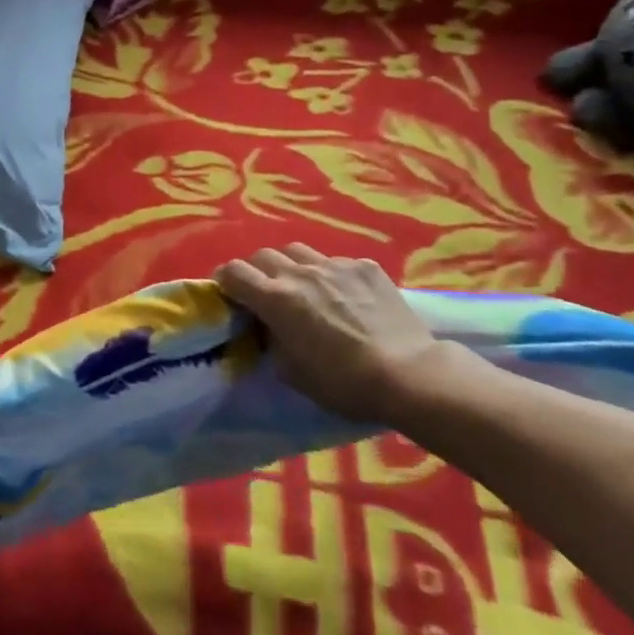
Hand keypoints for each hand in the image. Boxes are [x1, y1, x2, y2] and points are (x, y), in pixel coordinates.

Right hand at [214, 246, 449, 423]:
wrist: (409, 374)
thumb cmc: (343, 382)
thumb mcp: (292, 371)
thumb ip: (272, 341)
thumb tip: (269, 328)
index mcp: (275, 299)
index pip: (233, 272)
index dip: (224, 280)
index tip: (227, 292)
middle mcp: (300, 273)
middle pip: (263, 256)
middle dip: (255, 271)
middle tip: (262, 292)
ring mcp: (335, 266)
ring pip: (297, 251)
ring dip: (289, 266)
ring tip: (301, 286)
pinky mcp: (366, 267)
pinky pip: (335, 262)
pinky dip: (329, 274)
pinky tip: (343, 295)